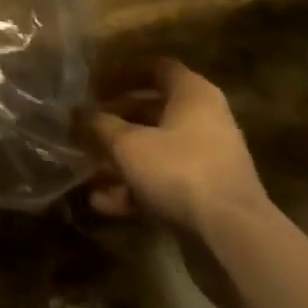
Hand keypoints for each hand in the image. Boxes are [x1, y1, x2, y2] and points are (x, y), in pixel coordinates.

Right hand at [87, 60, 268, 236]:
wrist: (232, 239)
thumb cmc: (178, 170)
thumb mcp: (128, 144)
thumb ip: (99, 125)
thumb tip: (75, 112)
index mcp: (193, 95)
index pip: (156, 68)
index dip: (123, 72)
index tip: (94, 83)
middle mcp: (204, 122)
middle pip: (153, 111)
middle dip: (116, 119)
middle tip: (85, 123)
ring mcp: (207, 162)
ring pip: (155, 151)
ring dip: (121, 159)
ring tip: (86, 166)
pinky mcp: (205, 198)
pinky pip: (163, 183)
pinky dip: (135, 190)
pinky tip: (102, 203)